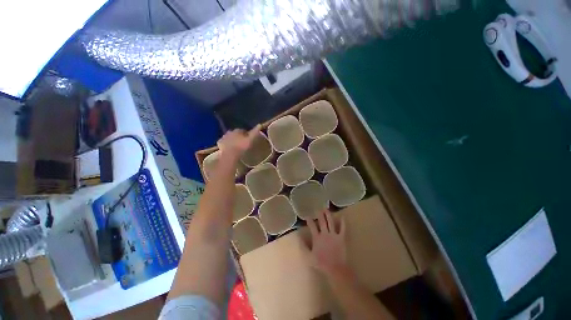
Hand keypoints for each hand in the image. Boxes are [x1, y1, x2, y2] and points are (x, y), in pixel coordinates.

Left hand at [217, 125, 260, 158]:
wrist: (230, 154)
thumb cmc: (242, 146)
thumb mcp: (250, 139)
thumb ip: (255, 132)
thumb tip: (260, 124)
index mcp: (237, 130)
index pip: (243, 130)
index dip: (246, 134)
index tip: (248, 139)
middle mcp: (230, 132)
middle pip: (235, 133)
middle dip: (238, 136)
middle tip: (242, 143)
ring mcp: (223, 137)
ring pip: (229, 137)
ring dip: (232, 140)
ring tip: (236, 146)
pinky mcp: (219, 143)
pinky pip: (223, 143)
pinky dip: (226, 144)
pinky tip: (229, 149)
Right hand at [307, 210, 348, 277]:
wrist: (335, 268)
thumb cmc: (321, 263)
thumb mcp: (309, 256)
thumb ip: (304, 246)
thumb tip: (300, 237)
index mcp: (317, 238)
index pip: (312, 226)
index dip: (309, 220)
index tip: (307, 216)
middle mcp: (325, 234)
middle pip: (322, 222)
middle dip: (319, 214)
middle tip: (318, 209)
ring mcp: (333, 235)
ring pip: (331, 222)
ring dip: (328, 215)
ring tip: (326, 209)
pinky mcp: (341, 238)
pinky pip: (342, 229)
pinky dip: (343, 223)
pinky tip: (342, 217)